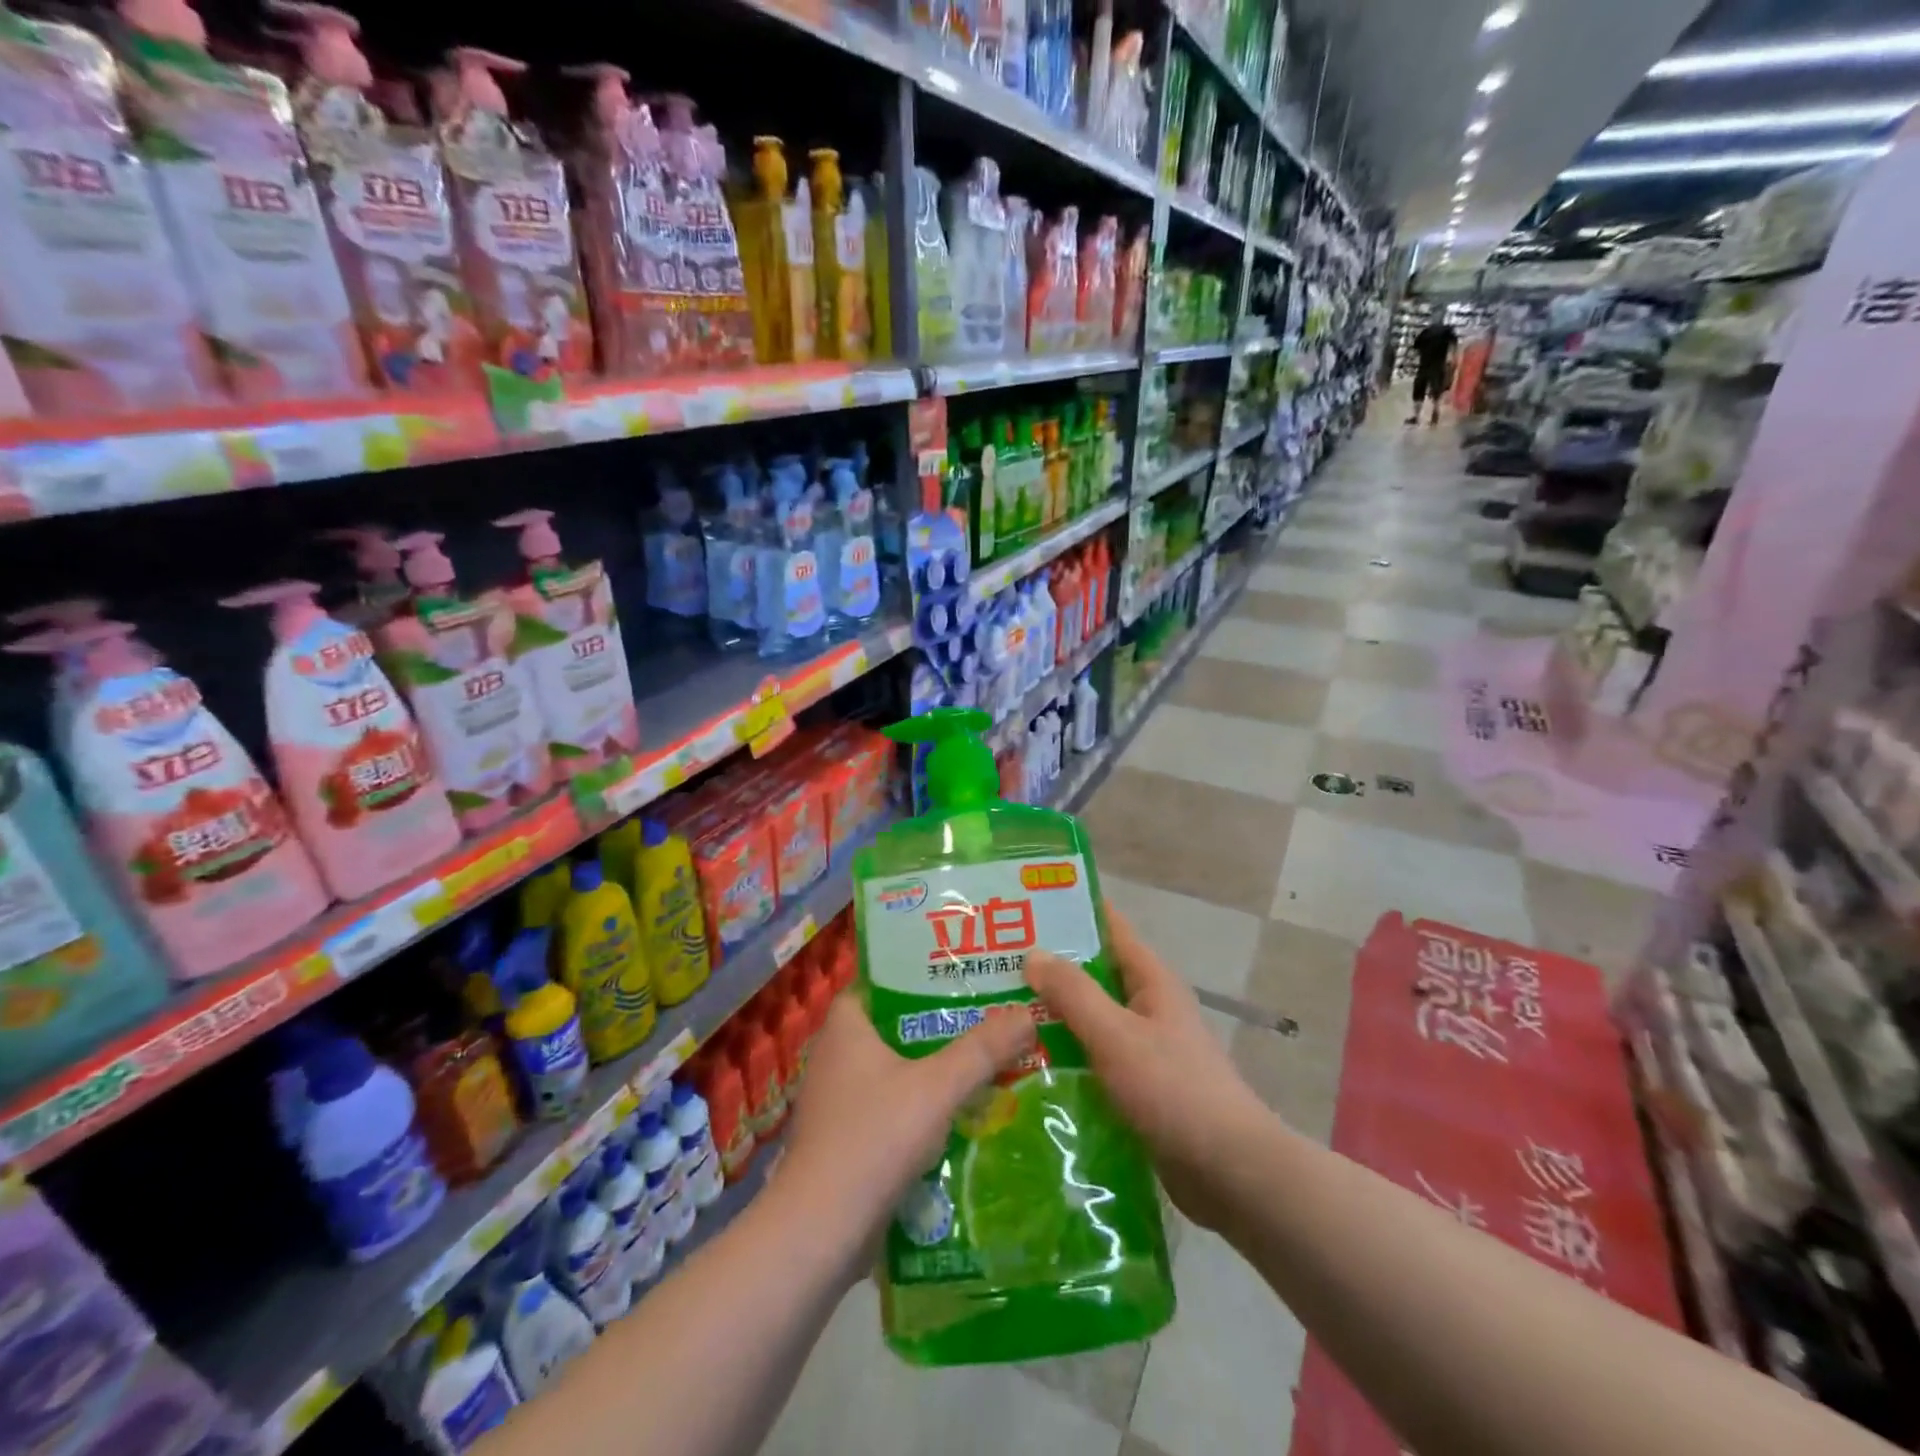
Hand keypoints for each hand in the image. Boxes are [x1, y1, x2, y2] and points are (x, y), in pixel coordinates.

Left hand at [779, 991, 1034, 1247]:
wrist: (821, 1232)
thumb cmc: (874, 1138)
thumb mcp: (938, 1087)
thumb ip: (983, 1050)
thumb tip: (1028, 1014)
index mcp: (845, 1026)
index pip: (881, 980)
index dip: (918, 973)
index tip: (961, 973)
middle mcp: (835, 1055)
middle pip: (894, 1025)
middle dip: (938, 1024)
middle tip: (987, 1015)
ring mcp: (837, 1100)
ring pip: (895, 1069)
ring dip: (933, 1068)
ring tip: (984, 1060)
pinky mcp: (845, 1139)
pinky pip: (890, 1107)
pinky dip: (920, 1106)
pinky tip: (960, 1114)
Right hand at [1025, 904, 1273, 1230]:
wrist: (1230, 1172)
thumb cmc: (1174, 1090)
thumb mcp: (1117, 1036)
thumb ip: (1074, 994)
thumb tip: (1033, 953)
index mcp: (1150, 980)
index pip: (1107, 926)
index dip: (1068, 911)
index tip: (1020, 907)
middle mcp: (1147, 1005)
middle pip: (1092, 973)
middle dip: (1047, 968)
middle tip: (991, 965)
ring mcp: (1143, 1047)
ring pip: (1088, 1018)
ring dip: (1050, 1015)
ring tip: (996, 1012)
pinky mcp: (1137, 1085)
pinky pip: (1093, 1057)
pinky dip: (1063, 1054)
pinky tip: (1025, 1064)